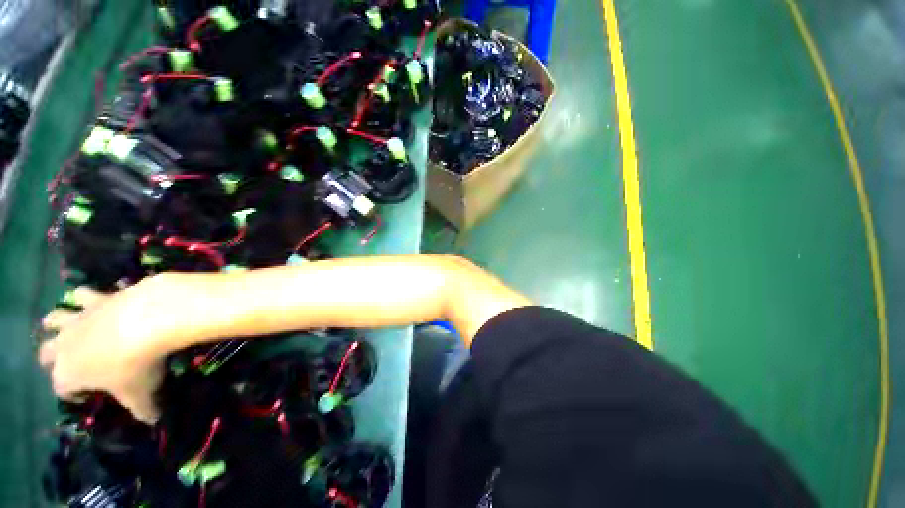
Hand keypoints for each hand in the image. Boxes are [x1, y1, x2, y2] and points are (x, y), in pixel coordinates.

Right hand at [39, 274, 192, 422]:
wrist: (148, 319)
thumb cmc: (137, 364)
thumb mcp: (141, 394)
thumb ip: (144, 411)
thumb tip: (153, 421)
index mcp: (66, 374)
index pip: (60, 389)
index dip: (73, 393)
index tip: (89, 394)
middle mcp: (63, 345)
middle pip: (46, 352)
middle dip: (52, 357)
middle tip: (69, 361)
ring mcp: (77, 318)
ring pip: (53, 319)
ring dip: (56, 324)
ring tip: (66, 327)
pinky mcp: (96, 297)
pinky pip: (81, 293)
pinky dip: (84, 296)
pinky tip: (94, 298)